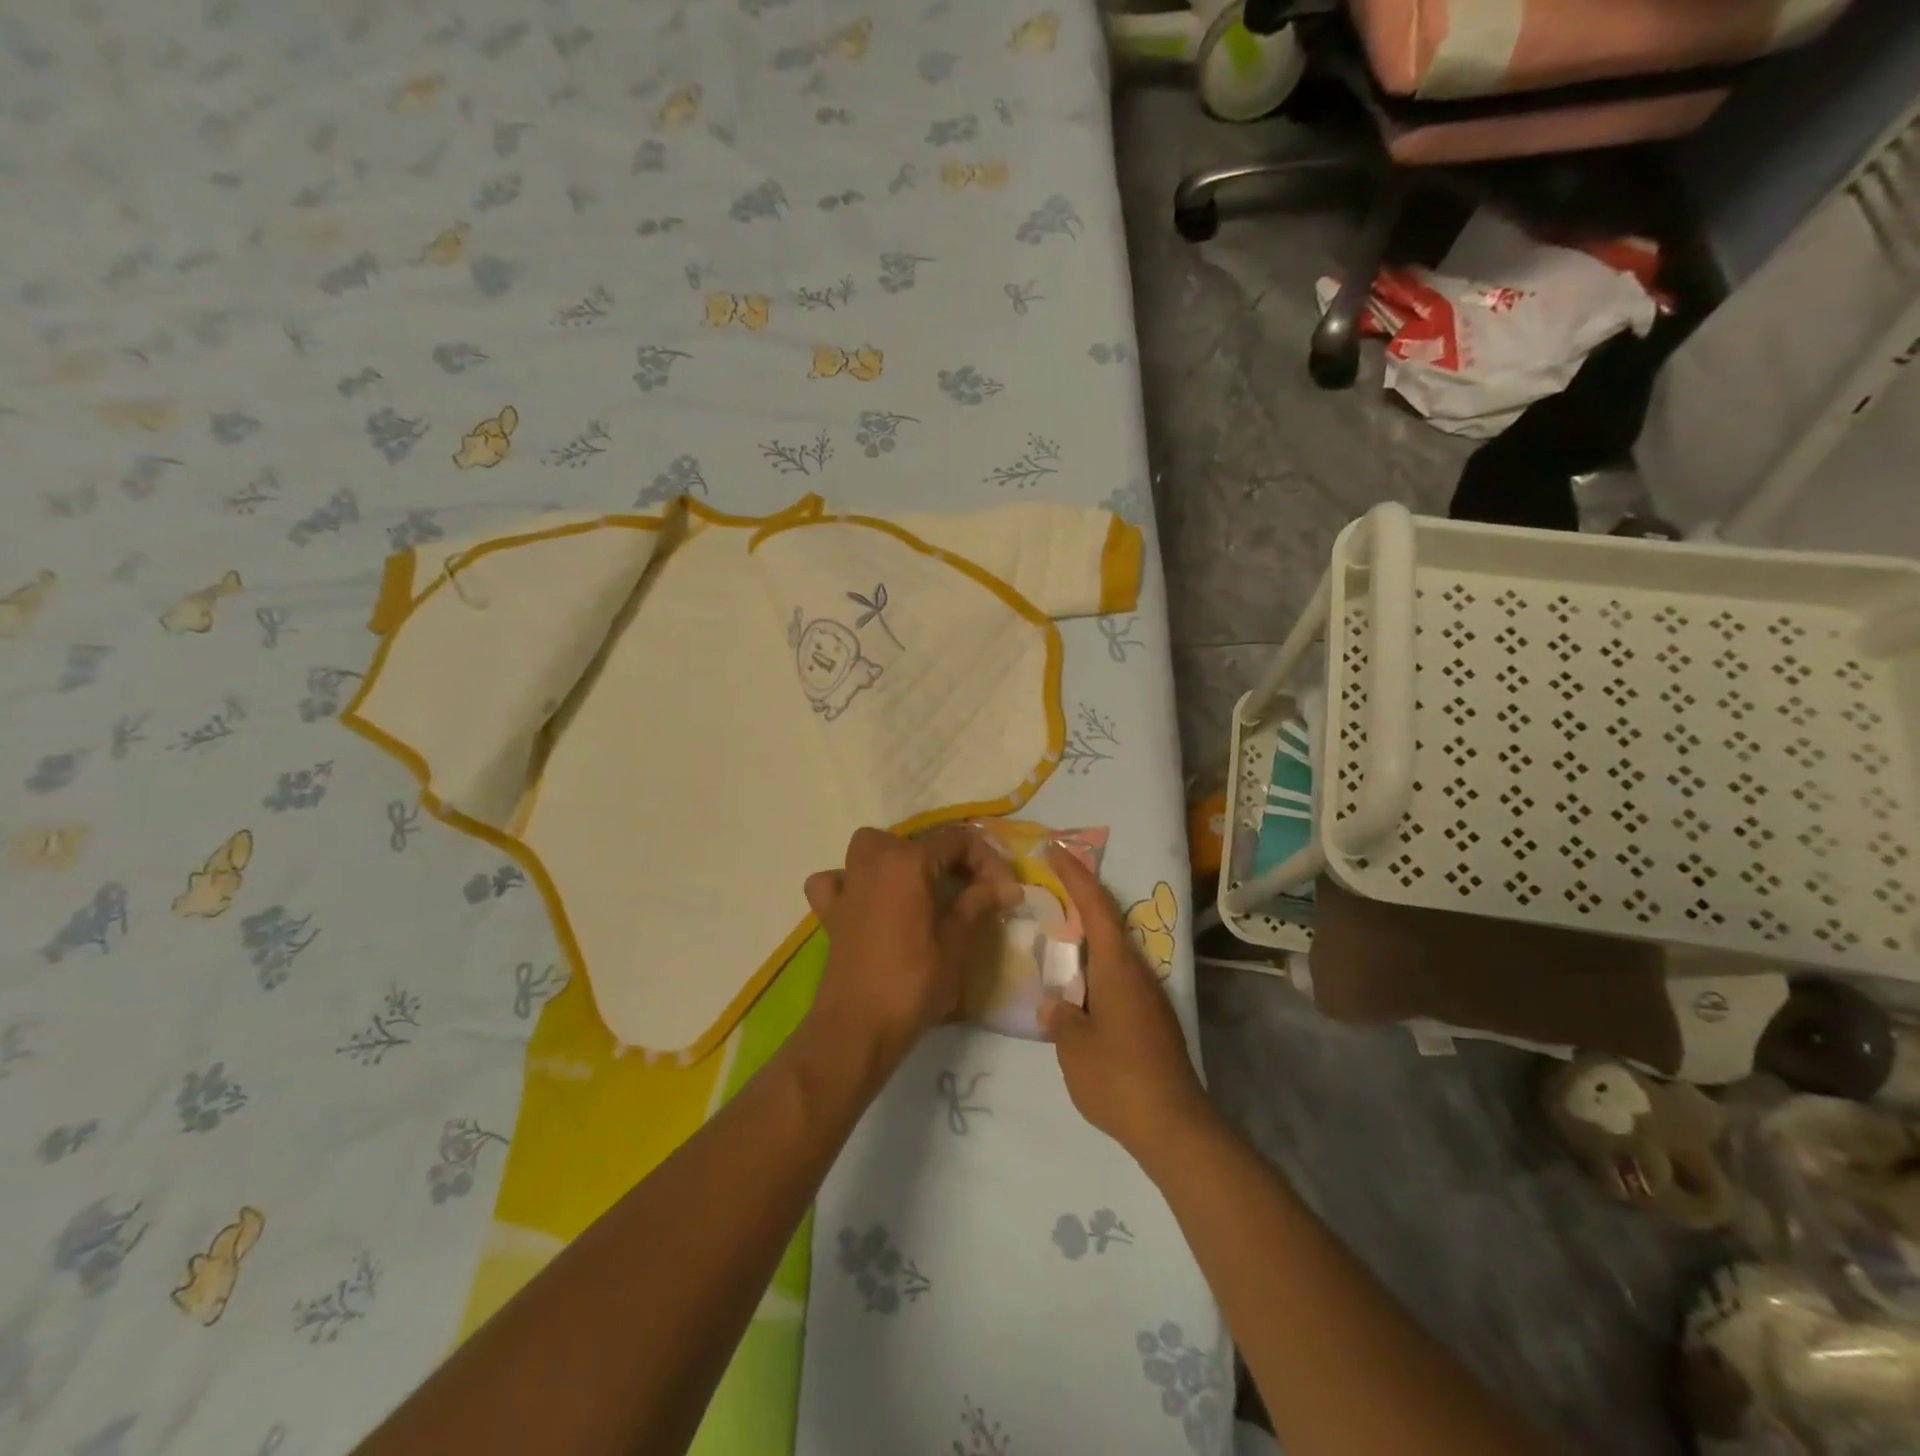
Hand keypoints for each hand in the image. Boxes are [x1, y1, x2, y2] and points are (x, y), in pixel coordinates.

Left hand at [802, 827, 1020, 1071]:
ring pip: (871, 848)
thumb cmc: (913, 983)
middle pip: (917, 841)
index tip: (1007, 892)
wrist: (858, 1028)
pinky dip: (850, 882)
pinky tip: (867, 901)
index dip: (988, 862)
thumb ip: (978, 903)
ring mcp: (848, 885)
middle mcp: (874, 862)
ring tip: (921, 886)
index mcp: (908, 862)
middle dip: (950, 859)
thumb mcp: (956, 942)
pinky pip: (836, 880)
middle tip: (973, 891)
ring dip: (898, 858)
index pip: (958, 841)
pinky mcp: (830, 912)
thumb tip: (1006, 886)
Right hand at [1040, 847, 1211, 1162]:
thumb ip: (1060, 1018)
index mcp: (1117, 967)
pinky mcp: (1152, 1020)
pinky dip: (1095, 970)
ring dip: (1087, 940)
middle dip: (1081, 902)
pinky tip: (1077, 991)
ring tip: (1056, 942)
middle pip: (1108, 923)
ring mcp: (1149, 997)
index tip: (1056, 848)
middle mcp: (1137, 972)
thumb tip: (1055, 1005)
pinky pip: (1117, 979)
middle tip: (1050, 889)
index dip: (1075, 874)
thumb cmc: (1118, 1077)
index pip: (1096, 905)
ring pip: (1113, 953)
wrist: (1175, 1126)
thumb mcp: (1074, 1047)